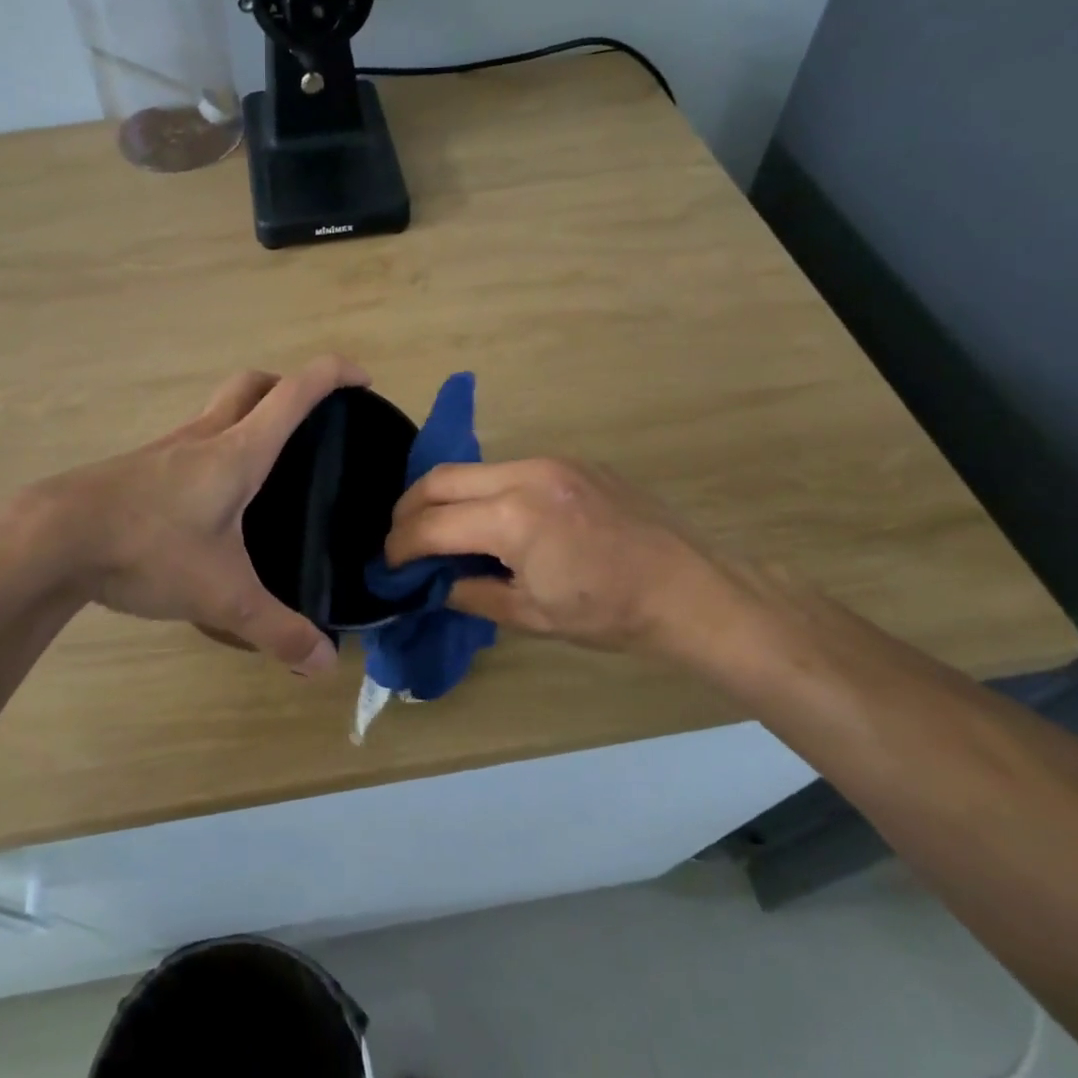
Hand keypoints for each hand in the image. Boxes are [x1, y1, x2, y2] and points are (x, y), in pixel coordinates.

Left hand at [44, 357, 367, 673]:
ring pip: (217, 410)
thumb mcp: (221, 595)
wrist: (52, 539)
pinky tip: (213, 500)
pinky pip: (190, 442)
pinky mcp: (139, 469)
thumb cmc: (147, 548)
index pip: (295, 392)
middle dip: (288, 385)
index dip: (334, 375)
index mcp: (237, 452)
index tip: (363, 380)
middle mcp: (204, 437)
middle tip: (311, 418)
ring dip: (248, 416)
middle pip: (252, 384)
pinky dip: (215, 449)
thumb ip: (276, 630)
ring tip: (268, 464)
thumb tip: (324, 663)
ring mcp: (166, 449)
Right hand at [383, 457, 770, 670]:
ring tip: (442, 532)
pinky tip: (492, 521)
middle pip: (440, 479)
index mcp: (514, 517)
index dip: (400, 546)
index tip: (388, 565)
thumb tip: (435, 584)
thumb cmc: (610, 612)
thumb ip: (473, 593)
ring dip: (446, 497)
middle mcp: (525, 475)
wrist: (689, 588)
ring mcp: (551, 462)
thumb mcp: (533, 615)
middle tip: (401, 541)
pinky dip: (484, 492)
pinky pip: (508, 470)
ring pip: (473, 469)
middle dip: (409, 509)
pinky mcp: (570, 462)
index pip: (432, 524)